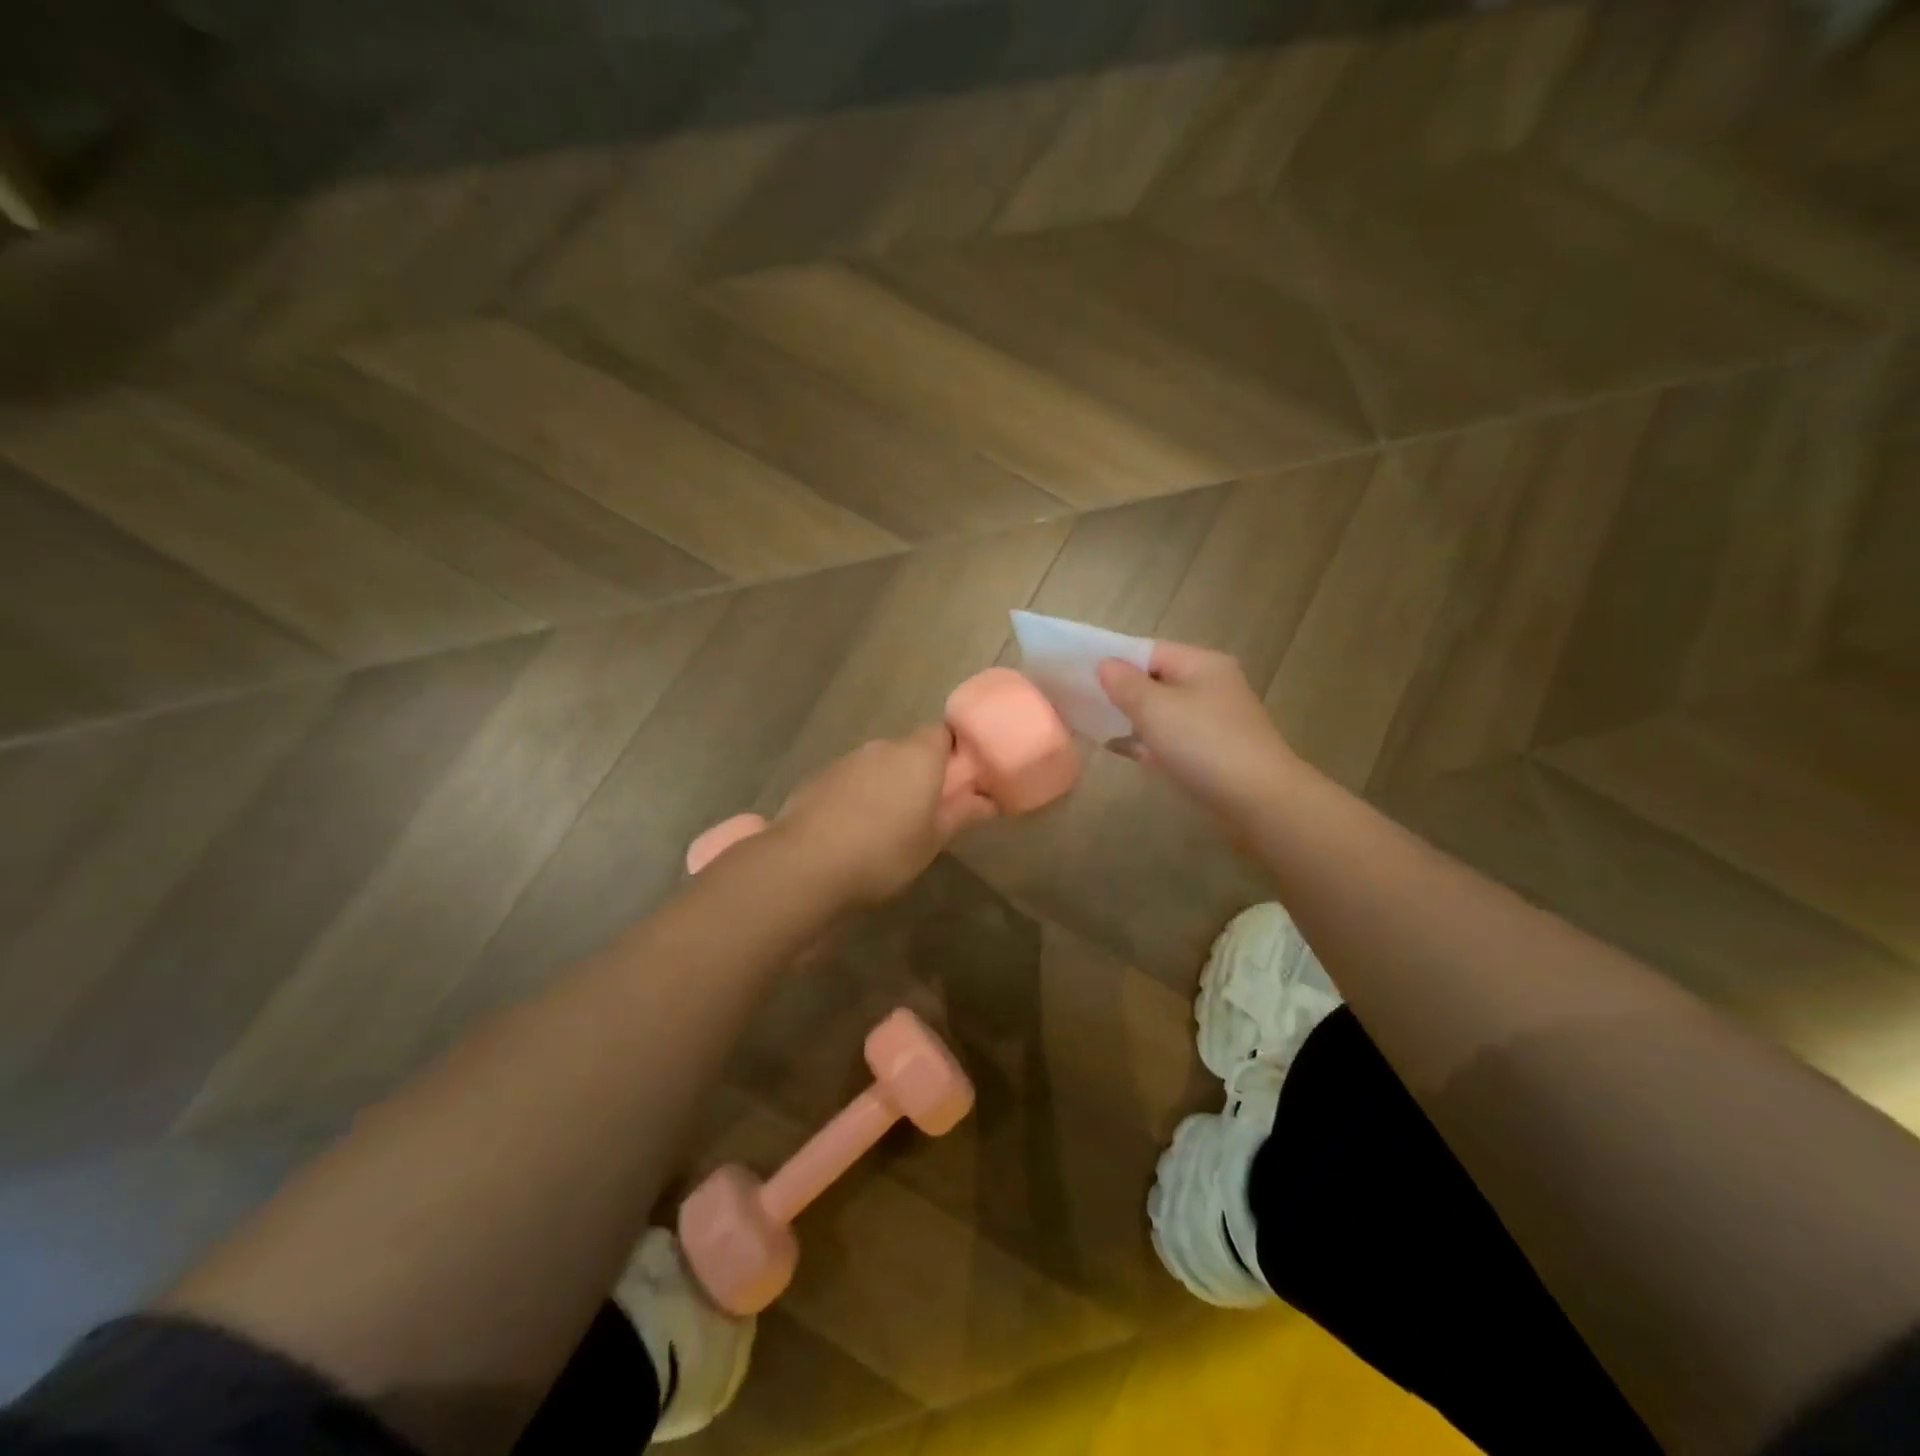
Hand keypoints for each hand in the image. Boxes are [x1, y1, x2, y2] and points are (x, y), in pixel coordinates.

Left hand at [772, 724, 995, 906]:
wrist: (806, 864)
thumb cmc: (884, 852)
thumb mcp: (933, 840)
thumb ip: (962, 814)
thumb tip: (989, 800)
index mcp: (917, 755)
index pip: (943, 733)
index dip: (953, 753)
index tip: (959, 781)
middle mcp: (882, 747)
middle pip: (909, 749)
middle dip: (919, 773)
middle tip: (926, 811)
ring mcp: (845, 760)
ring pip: (877, 765)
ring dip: (885, 785)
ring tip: (885, 827)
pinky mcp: (817, 778)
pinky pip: (849, 780)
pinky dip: (856, 796)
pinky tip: (851, 830)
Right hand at [1097, 641, 1298, 817]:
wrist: (1258, 801)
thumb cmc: (1203, 744)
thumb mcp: (1155, 708)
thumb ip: (1124, 683)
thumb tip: (1105, 664)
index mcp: (1202, 664)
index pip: (1149, 650)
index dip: (1114, 660)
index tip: (1079, 675)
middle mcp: (1211, 685)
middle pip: (1156, 680)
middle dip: (1121, 692)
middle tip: (1082, 703)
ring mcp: (1214, 720)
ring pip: (1163, 712)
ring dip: (1133, 719)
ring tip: (1095, 726)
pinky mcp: (1213, 752)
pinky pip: (1172, 739)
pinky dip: (1149, 742)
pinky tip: (1123, 751)